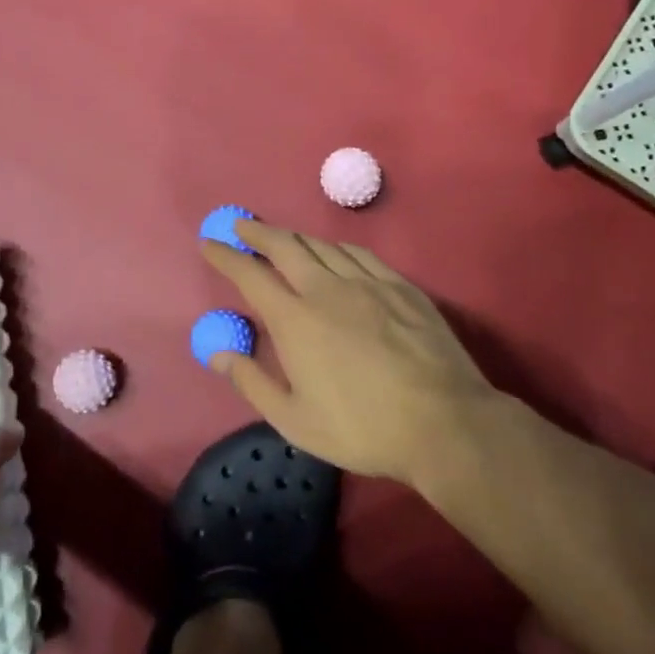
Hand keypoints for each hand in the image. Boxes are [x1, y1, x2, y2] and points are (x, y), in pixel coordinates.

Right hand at [200, 220, 506, 489]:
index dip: (226, 256)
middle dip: (258, 232)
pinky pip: (360, 254)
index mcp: (295, 320)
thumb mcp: (294, 420)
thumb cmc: (362, 428)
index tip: (209, 243)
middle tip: (241, 225)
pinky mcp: (401, 287)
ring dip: (295, 237)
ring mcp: (368, 283)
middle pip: (285, 246)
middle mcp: (326, 289)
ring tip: (282, 238)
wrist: (445, 423)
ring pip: (322, 246)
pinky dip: (336, 247)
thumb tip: (217, 353)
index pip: (250, 275)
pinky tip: (334, 252)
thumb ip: (252, 382)